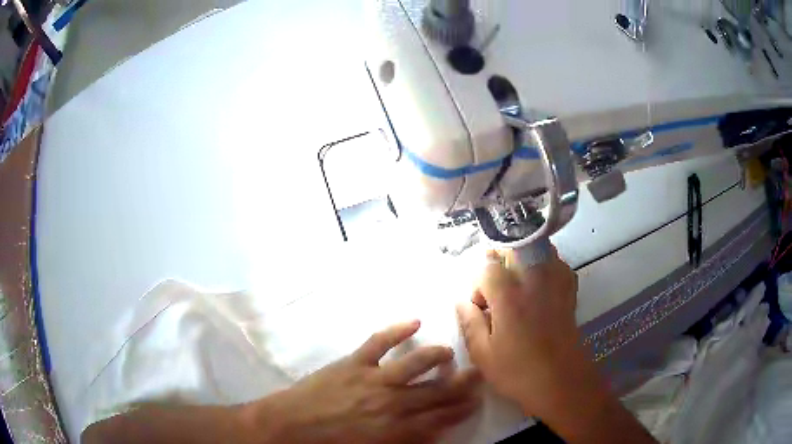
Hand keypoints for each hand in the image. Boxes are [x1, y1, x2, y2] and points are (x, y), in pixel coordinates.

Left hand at [247, 321, 481, 443]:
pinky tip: (414, 322)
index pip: (439, 418)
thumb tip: (429, 434)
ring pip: (415, 363)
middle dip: (459, 384)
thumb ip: (404, 442)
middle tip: (476, 374)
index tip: (475, 400)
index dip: (460, 409)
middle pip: (435, 391)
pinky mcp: (353, 362)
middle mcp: (392, 402)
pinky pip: (379, 342)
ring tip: (448, 352)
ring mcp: (373, 379)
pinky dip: (397, 330)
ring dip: (436, 356)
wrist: (290, 427)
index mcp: (396, 428)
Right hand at [455, 249, 582, 416]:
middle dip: (499, 258)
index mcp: (509, 296)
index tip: (480, 307)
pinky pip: (558, 263)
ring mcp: (555, 282)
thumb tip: (462, 301)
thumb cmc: (518, 371)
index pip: (487, 268)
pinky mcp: (569, 290)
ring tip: (517, 281)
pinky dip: (546, 265)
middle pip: (515, 246)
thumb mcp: (483, 354)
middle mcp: (534, 280)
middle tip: (495, 283)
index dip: (478, 285)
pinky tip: (540, 285)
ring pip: (538, 248)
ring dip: (523, 258)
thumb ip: (469, 322)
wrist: (561, 381)